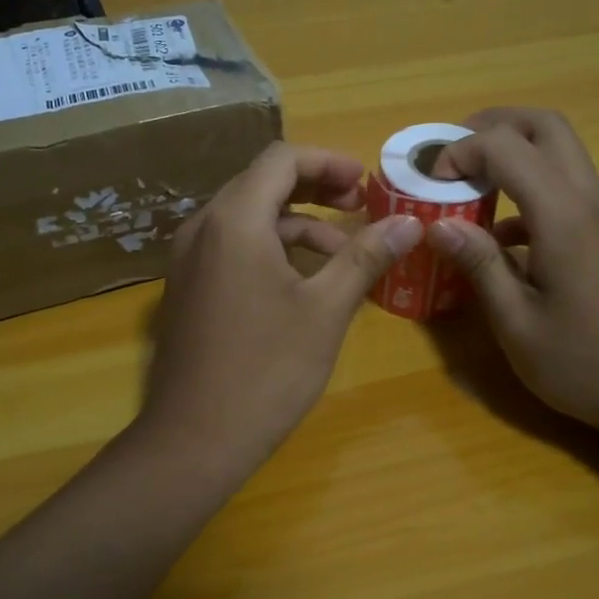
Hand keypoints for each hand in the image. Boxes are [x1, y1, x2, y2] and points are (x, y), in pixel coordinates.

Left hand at [139, 142, 423, 477]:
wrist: (194, 438)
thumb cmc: (266, 370)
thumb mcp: (325, 310)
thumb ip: (366, 257)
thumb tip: (410, 223)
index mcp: (234, 220)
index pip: (281, 160)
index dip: (328, 162)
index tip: (366, 184)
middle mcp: (203, 228)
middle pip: (262, 183)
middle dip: (315, 189)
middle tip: (359, 208)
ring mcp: (189, 259)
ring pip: (248, 218)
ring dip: (297, 226)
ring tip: (343, 258)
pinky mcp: (188, 288)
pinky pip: (232, 247)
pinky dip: (271, 250)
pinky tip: (303, 284)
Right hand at [426, 108, 598, 451]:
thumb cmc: (584, 365)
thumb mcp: (517, 324)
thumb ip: (479, 265)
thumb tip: (437, 225)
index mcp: (563, 216)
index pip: (506, 146)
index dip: (461, 152)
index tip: (431, 185)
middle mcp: (588, 200)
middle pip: (545, 126)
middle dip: (492, 126)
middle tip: (451, 156)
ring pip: (559, 152)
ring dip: (511, 154)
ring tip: (466, 188)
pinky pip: (564, 188)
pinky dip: (527, 190)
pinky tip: (499, 238)